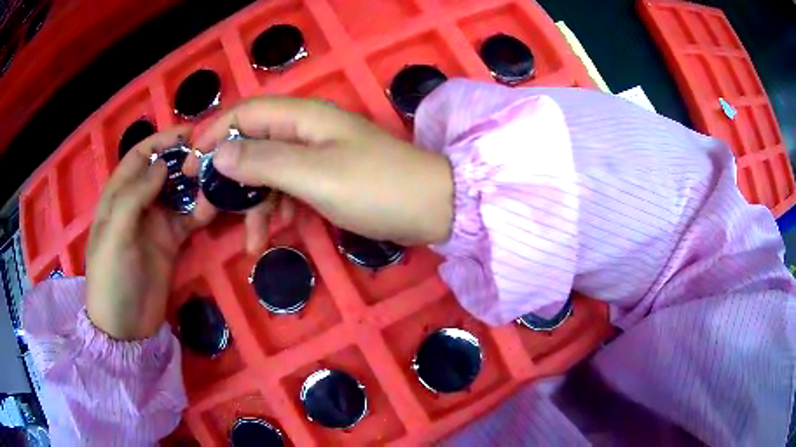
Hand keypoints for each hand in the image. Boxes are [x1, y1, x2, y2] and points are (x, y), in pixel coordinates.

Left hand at [86, 128, 209, 339]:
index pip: (139, 156)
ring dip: (196, 184)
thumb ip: (134, 197)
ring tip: (218, 179)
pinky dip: (202, 211)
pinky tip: (215, 208)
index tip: (189, 133)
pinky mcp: (171, 242)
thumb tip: (162, 166)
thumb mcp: (115, 235)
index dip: (161, 141)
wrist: (126, 328)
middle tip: (212, 155)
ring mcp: (155, 223)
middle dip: (184, 159)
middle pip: (163, 170)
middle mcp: (137, 203)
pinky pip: (189, 219)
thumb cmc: (111, 278)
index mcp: (118, 196)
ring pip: (179, 192)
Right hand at [189, 97, 453, 246]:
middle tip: (204, 211)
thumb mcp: (314, 175)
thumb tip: (220, 154)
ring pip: (268, 175)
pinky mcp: (326, 180)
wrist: (431, 209)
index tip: (189, 166)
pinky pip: (289, 192)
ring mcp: (316, 157)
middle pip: (252, 146)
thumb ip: (264, 162)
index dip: (214, 135)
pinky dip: (277, 214)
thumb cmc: (376, 187)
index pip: (245, 114)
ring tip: (248, 242)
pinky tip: (271, 238)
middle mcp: (306, 131)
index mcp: (303, 117)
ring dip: (253, 206)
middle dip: (227, 178)